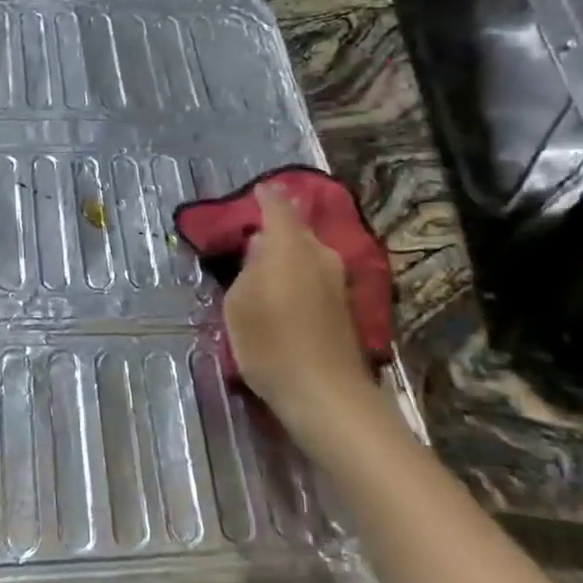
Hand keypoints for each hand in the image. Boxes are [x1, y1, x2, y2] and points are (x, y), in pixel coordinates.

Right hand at [222, 184, 378, 454]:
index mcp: (289, 246)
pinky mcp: (343, 305)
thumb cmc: (270, 343)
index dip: (265, 196)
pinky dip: (297, 276)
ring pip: (306, 254)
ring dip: (286, 256)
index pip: (277, 207)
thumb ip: (248, 269)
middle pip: (295, 230)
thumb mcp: (238, 303)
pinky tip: (281, 294)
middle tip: (248, 240)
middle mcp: (319, 254)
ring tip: (261, 269)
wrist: (325, 392)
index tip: (256, 190)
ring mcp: (336, 279)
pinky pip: (314, 275)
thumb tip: (261, 250)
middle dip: (274, 230)